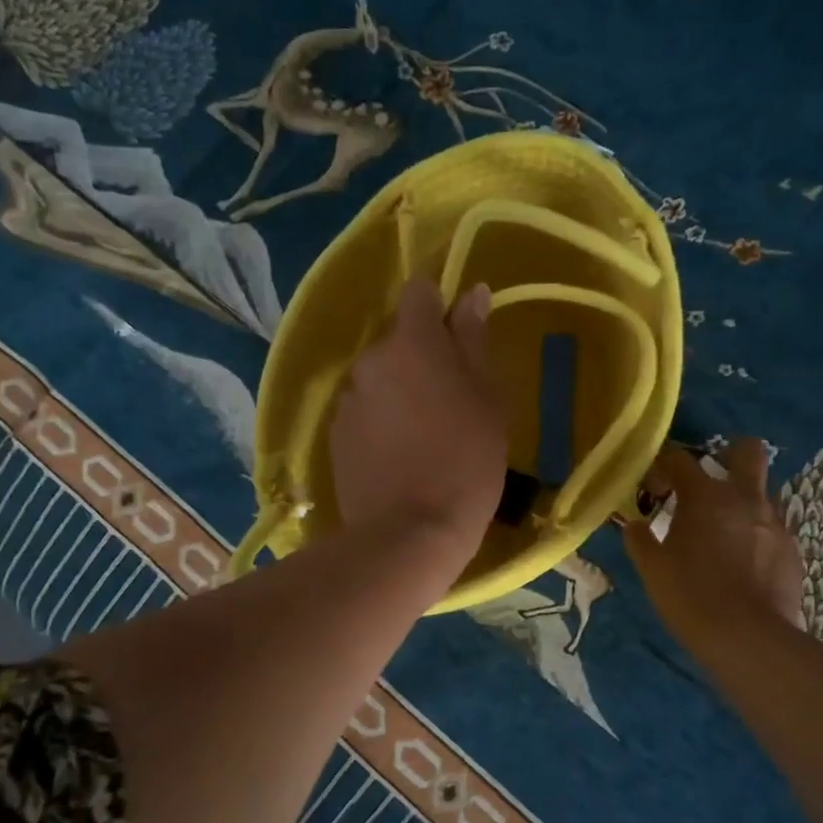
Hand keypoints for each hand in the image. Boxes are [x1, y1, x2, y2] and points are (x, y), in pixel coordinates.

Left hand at [328, 277, 506, 586]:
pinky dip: (382, 420)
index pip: (419, 290)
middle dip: (423, 355)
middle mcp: (370, 359)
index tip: (459, 332)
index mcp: (411, 342)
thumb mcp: (487, 397)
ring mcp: (348, 398)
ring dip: (401, 389)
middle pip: (399, 338)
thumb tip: (472, 291)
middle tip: (454, 398)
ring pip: (381, 377)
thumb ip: (473, 338)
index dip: (440, 302)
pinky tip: (401, 455)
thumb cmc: (466, 460)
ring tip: (426, 434)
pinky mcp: (335, 434)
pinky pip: (364, 410)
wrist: (410, 532)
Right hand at [622, 438, 805, 647]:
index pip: (681, 458)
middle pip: (747, 450)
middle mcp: (745, 498)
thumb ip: (640, 540)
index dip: (663, 464)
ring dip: (745, 498)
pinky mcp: (793, 550)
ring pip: (765, 490)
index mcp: (705, 496)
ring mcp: (774, 523)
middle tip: (710, 479)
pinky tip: (744, 561)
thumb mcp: (652, 569)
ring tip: (726, 527)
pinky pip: (774, 527)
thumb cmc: (691, 596)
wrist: (748, 638)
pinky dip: (757, 533)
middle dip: (728, 454)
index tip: (654, 483)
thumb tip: (633, 524)